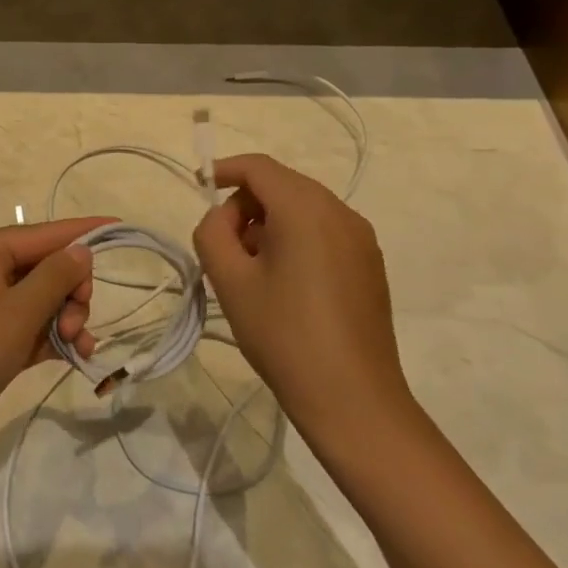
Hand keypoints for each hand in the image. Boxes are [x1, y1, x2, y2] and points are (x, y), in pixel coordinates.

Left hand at [0, 217, 109, 475]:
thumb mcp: (15, 313)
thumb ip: (54, 277)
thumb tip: (81, 249)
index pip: (40, 233)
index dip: (80, 231)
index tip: (119, 226)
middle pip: (42, 267)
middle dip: (70, 290)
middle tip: (79, 319)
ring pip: (39, 301)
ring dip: (65, 318)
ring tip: (79, 345)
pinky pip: (29, 328)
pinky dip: (52, 338)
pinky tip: (76, 355)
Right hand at [193, 154, 415, 446]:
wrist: (353, 400)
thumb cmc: (284, 335)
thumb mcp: (230, 281)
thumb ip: (212, 232)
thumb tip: (224, 217)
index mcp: (306, 209)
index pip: (259, 168)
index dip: (225, 170)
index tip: (199, 185)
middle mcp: (340, 212)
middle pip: (283, 185)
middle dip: (246, 204)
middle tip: (223, 245)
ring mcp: (361, 238)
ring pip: (304, 208)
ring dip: (270, 223)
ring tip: (251, 269)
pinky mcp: (369, 264)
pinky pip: (324, 231)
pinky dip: (295, 238)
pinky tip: (284, 283)